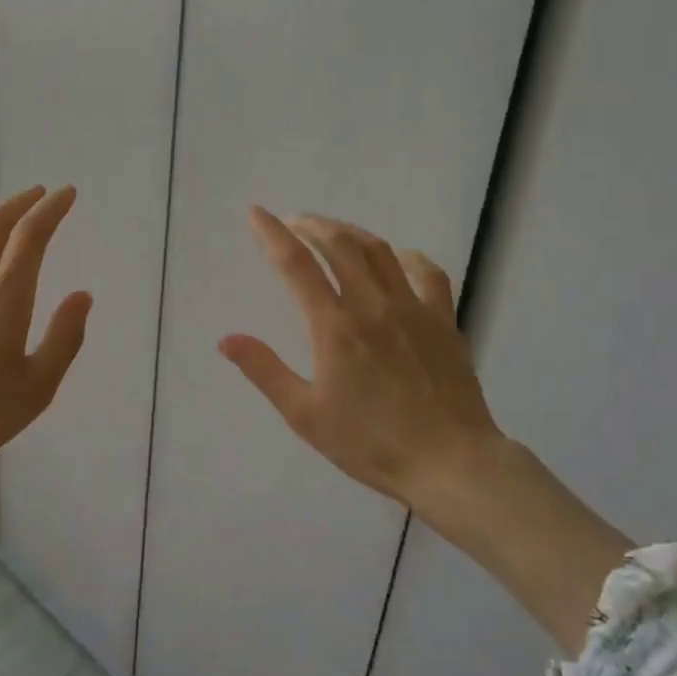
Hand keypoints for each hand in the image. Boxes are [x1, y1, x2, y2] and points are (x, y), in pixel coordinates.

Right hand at [220, 207, 509, 509]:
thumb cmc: (371, 443)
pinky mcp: (443, 320)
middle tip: (294, 222)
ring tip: (334, 232)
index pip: (296, 265)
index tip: (256, 213)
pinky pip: (428, 274)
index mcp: (334, 326)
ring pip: (379, 251)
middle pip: (339, 245)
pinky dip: (408, 258)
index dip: (272, 234)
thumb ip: (264, 370)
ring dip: (351, 233)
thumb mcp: (305, 414)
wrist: (450, 462)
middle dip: (311, 225)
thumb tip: (225, 339)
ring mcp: (412, 308)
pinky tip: (399, 258)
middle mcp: (372, 304)